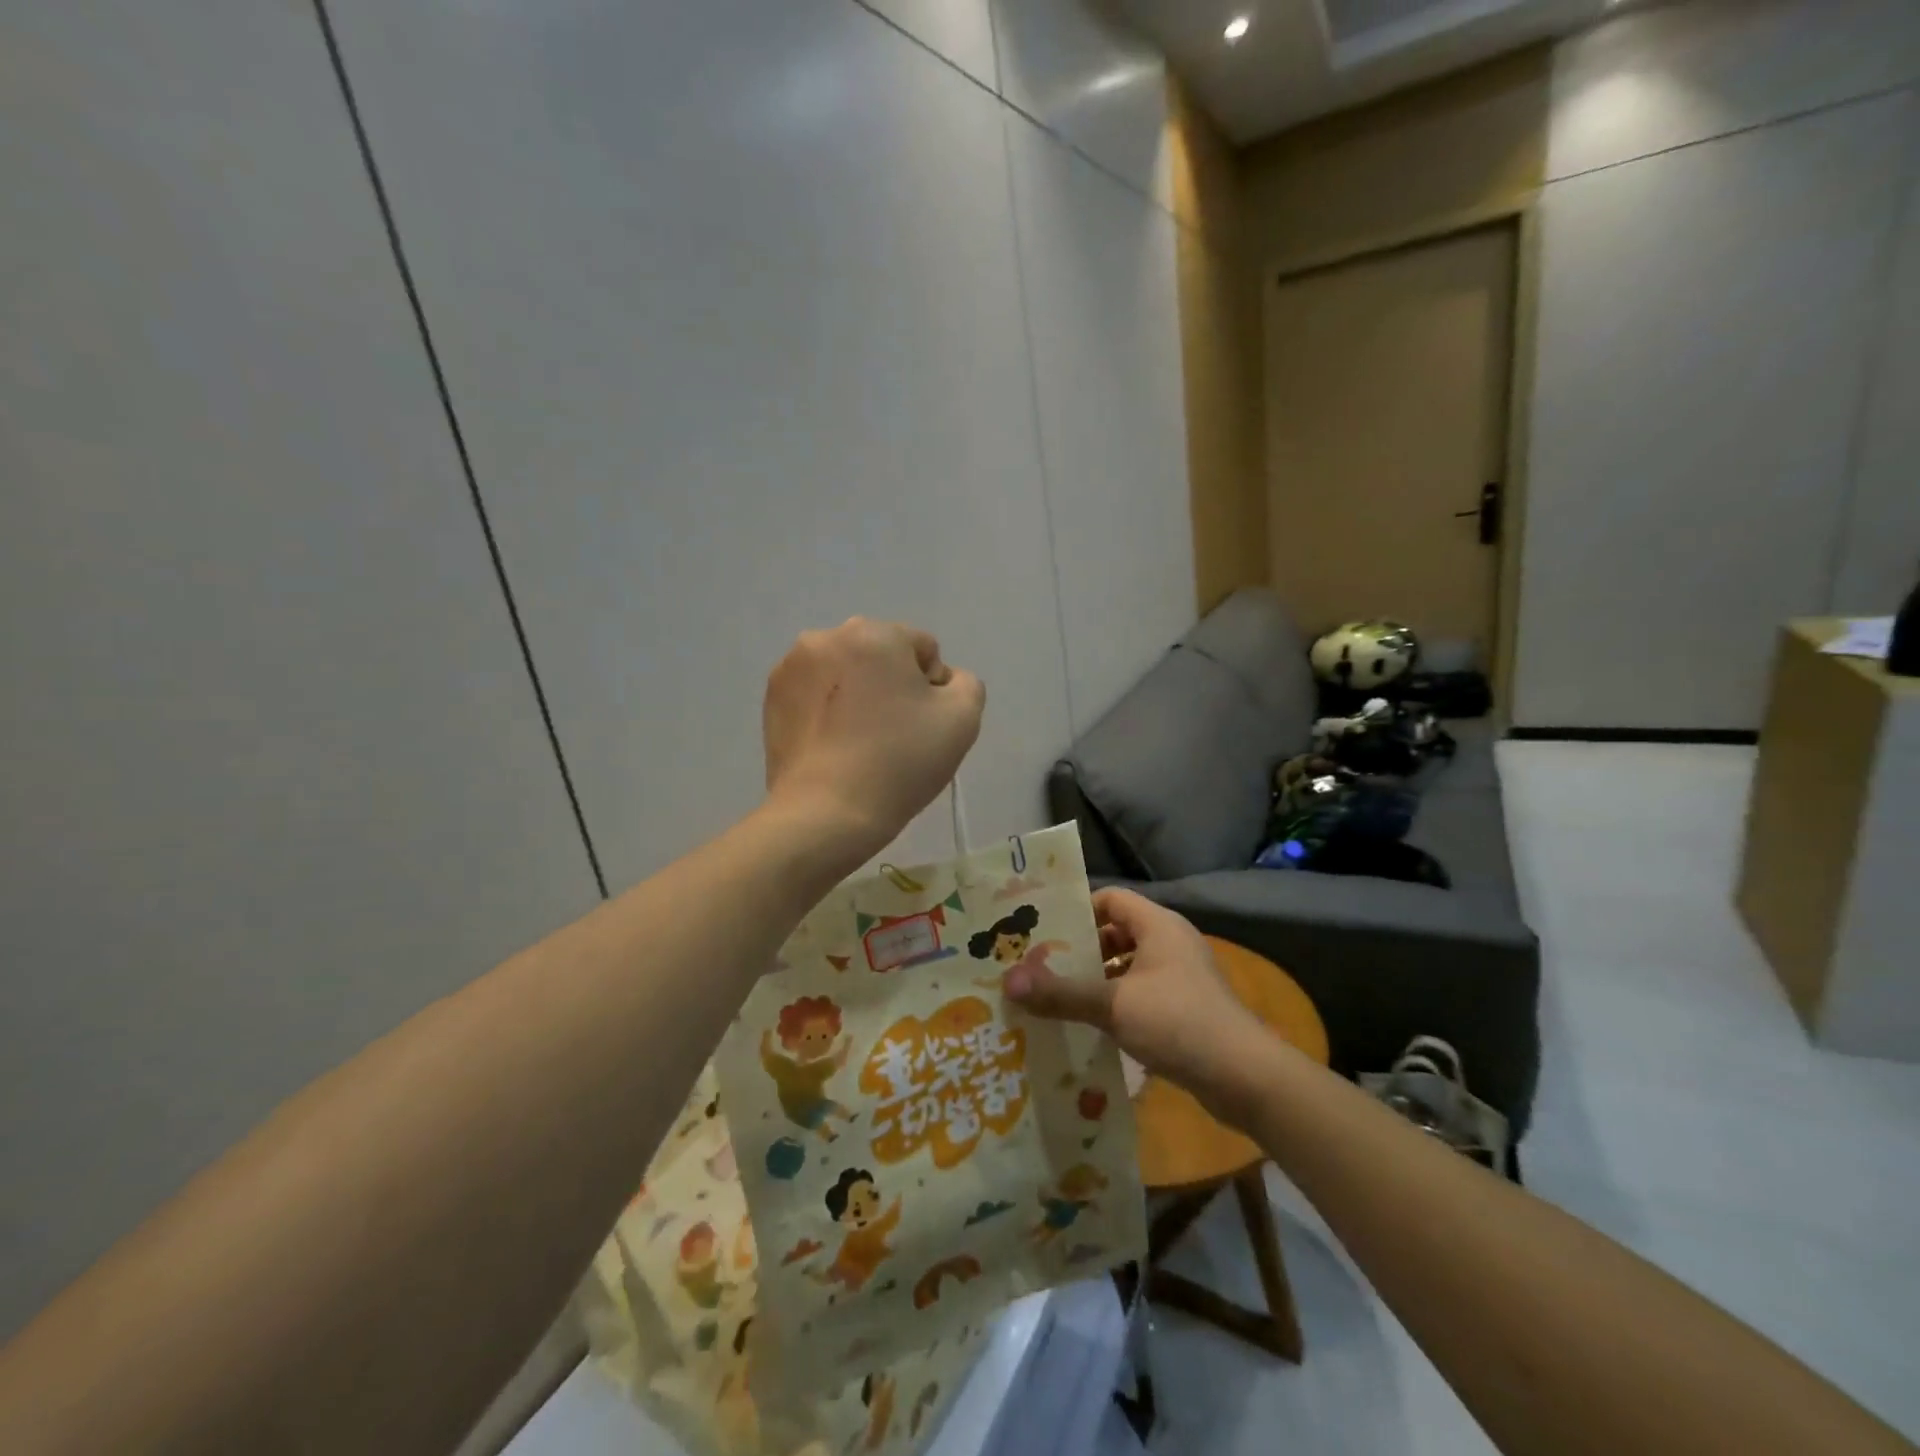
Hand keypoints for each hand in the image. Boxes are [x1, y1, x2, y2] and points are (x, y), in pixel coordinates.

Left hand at [762, 618, 984, 865]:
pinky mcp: (771, 698)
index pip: (923, 649)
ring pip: (846, 673)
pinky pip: (816, 693)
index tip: (922, 726)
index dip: (933, 689)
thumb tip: (940, 682)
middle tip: (894, 735)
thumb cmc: (899, 761)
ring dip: (859, 695)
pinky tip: (833, 747)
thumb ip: (965, 683)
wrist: (826, 813)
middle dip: (893, 686)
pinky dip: (828, 711)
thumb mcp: (963, 719)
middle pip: (881, 656)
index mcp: (874, 633)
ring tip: (860, 742)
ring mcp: (791, 667)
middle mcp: (827, 637)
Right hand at [1003, 889, 1267, 1107]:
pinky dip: (1116, 1003)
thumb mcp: (1114, 1005)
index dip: (1077, 910)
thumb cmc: (1179, 1022)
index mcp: (1158, 926)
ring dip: (1096, 980)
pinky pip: (1140, 994)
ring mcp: (1180, 977)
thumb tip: (1008, 981)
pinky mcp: (1185, 1008)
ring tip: (1057, 998)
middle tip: (1041, 967)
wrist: (1246, 1078)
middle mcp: (1170, 943)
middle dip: (1080, 950)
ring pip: (1127, 967)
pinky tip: (1090, 1026)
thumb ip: (1061, 993)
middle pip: (1116, 933)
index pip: (1110, 899)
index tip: (1043, 932)